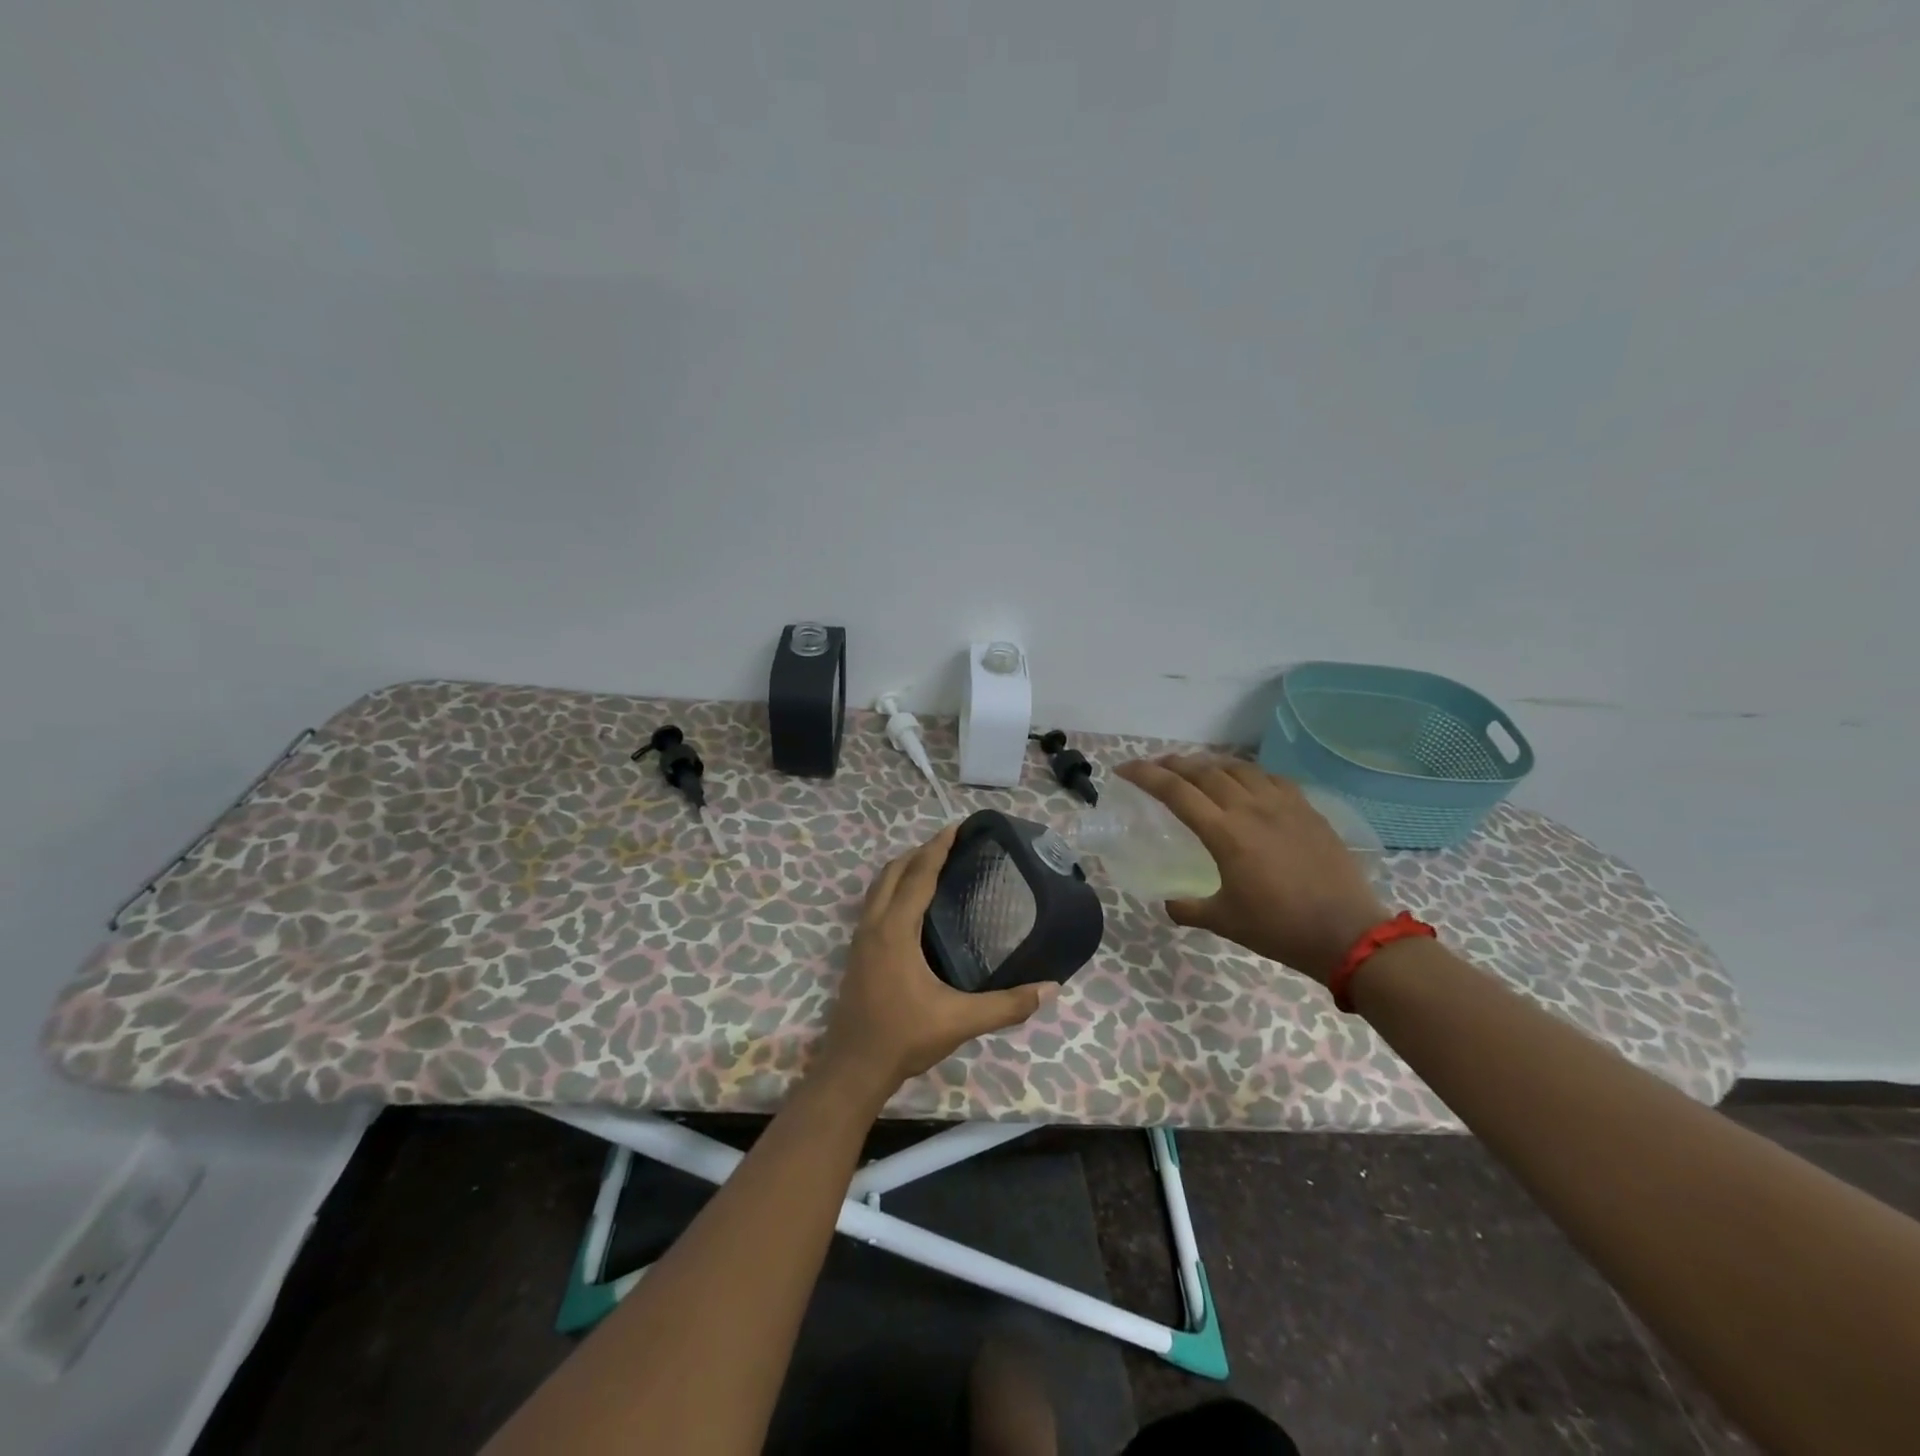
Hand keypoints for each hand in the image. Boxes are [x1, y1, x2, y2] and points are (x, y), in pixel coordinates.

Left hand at [814, 824, 1057, 1104]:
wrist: (853, 1067)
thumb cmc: (903, 1037)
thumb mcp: (960, 1021)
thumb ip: (1007, 1005)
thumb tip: (1051, 989)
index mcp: (895, 930)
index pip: (918, 875)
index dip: (937, 848)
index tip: (957, 826)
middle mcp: (874, 925)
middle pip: (893, 871)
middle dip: (920, 852)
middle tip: (951, 844)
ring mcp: (860, 938)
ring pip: (878, 886)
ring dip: (903, 868)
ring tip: (932, 865)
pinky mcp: (856, 952)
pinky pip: (874, 903)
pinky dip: (892, 888)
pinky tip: (911, 905)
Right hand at [1116, 756, 1387, 985]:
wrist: (1347, 933)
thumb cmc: (1279, 929)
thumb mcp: (1224, 921)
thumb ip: (1188, 908)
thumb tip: (1168, 903)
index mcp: (1225, 833)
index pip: (1175, 791)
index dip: (1145, 775)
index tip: (1124, 769)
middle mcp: (1250, 808)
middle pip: (1204, 771)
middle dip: (1173, 764)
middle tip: (1155, 767)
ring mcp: (1282, 805)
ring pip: (1238, 768)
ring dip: (1209, 764)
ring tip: (1195, 770)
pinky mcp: (1307, 810)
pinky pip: (1270, 778)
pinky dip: (1247, 773)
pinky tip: (1245, 782)